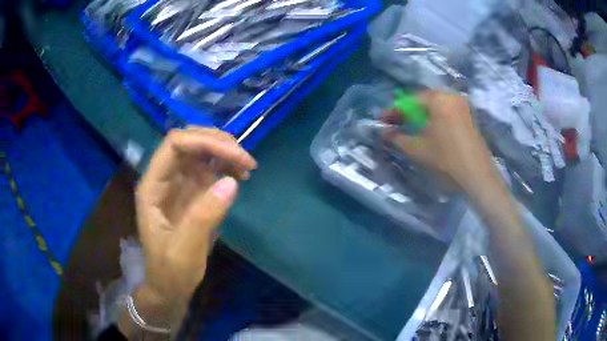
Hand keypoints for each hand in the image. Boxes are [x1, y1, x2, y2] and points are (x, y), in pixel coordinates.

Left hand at [134, 127, 256, 308]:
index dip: (205, 141)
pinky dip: (226, 166)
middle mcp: (164, 178)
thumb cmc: (171, 271)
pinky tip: (241, 176)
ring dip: (225, 152)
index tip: (236, 156)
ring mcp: (178, 183)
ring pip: (201, 151)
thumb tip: (232, 181)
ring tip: (247, 167)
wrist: (170, 286)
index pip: (175, 144)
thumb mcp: (185, 249)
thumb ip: (204, 215)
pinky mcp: (192, 192)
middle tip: (246, 161)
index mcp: (152, 186)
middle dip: (218, 143)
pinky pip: (209, 168)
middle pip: (189, 141)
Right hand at [381, 90, 494, 193]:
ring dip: (421, 117)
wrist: (478, 177)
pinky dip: (435, 119)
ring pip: (435, 107)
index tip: (381, 122)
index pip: (409, 101)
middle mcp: (451, 96)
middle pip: (422, 101)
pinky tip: (430, 132)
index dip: (393, 112)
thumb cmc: (446, 160)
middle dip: (408, 114)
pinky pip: (446, 112)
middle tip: (396, 125)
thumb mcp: (416, 149)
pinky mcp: (469, 116)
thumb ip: (396, 138)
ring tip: (411, 129)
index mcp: (437, 99)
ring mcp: (463, 105)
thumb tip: (383, 132)